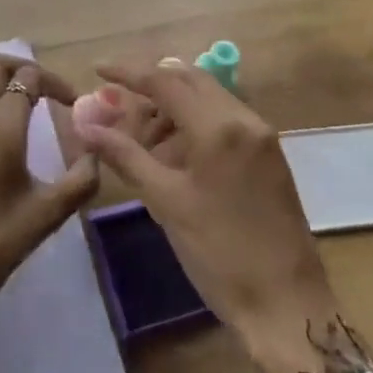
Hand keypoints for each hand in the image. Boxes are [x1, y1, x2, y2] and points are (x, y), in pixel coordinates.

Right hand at [73, 61, 341, 372]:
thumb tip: (86, 125)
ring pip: (208, 98)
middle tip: (118, 105)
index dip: (128, 71)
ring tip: (142, 139)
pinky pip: (225, 119)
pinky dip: (194, 123)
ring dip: (173, 106)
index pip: (165, 80)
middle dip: (152, 86)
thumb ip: (125, 155)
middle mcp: (244, 118)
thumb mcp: (166, 202)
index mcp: (218, 127)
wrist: (287, 304)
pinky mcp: (269, 155)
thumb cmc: (220, 254)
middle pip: (190, 80)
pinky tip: (174, 154)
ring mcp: (261, 136)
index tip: (98, 69)